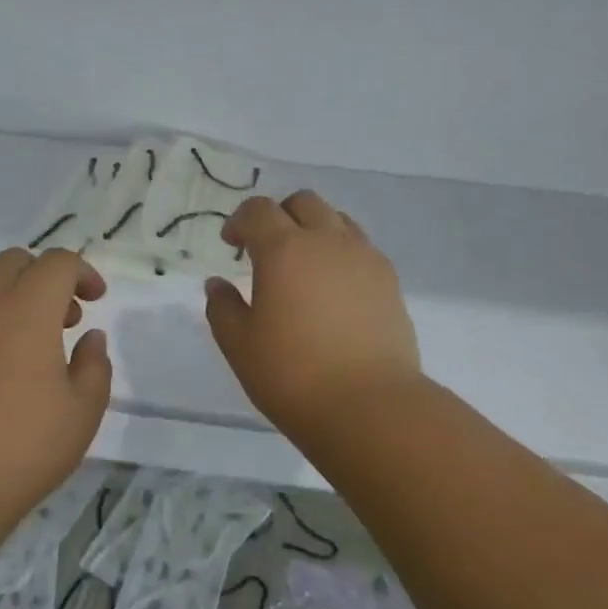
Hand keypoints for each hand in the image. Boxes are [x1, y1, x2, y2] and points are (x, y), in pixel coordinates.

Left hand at [0, 249, 112, 522]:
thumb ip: (94, 365)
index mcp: (27, 309)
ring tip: (21, 335)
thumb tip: (89, 337)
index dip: (83, 273)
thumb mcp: (82, 412)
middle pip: (16, 261)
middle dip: (45, 278)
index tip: (95, 301)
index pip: (58, 263)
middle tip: (62, 319)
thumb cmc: (22, 449)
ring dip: (8, 291)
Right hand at [205, 191, 421, 444]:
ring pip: (337, 219)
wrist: (370, 406)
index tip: (231, 245)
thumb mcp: (240, 346)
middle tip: (266, 249)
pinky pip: (362, 247)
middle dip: (279, 215)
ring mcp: (364, 257)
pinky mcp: (390, 280)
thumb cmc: (293, 375)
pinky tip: (334, 289)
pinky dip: (342, 253)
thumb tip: (217, 284)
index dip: (239, 221)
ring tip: (304, 266)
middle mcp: (327, 241)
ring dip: (314, 230)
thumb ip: (223, 308)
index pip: (257, 210)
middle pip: (303, 202)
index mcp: (283, 249)